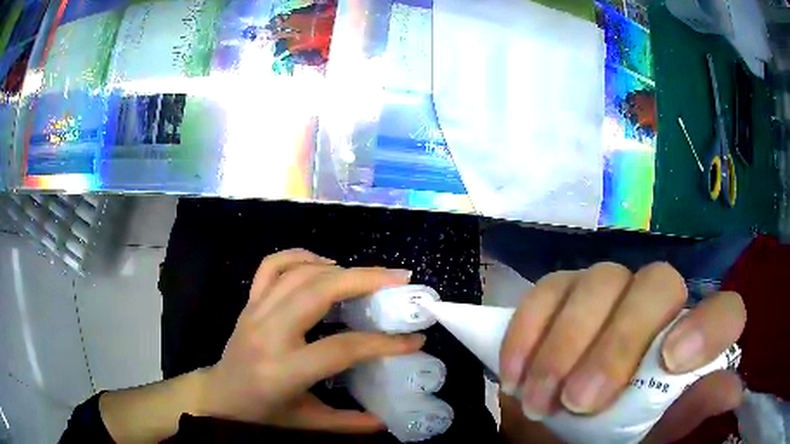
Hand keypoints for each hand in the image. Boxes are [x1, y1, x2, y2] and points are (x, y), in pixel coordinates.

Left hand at [197, 249, 423, 432]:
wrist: (219, 395)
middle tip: (398, 279)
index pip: (341, 348)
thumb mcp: (307, 423)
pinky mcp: (249, 302)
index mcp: (284, 371)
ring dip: (337, 267)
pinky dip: (300, 256)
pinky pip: (272, 266)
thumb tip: (386, 421)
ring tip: (368, 275)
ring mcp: (255, 312)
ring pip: (298, 273)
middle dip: (364, 279)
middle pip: (318, 292)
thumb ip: (348, 423)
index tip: (414, 338)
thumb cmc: (261, 413)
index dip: (383, 342)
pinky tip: (324, 264)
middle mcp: (268, 334)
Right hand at [499, 262, 744, 440]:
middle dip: (618, 343)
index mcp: (688, 341)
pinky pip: (548, 291)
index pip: (724, 311)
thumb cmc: (604, 437)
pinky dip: (528, 332)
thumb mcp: (643, 437)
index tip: (671, 360)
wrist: (549, 429)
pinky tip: (515, 376)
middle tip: (580, 401)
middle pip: (657, 285)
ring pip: (599, 281)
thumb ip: (683, 414)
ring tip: (540, 400)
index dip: (708, 326)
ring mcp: (608, 291)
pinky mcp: (561, 292)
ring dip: (565, 345)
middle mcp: (657, 305)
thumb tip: (732, 391)